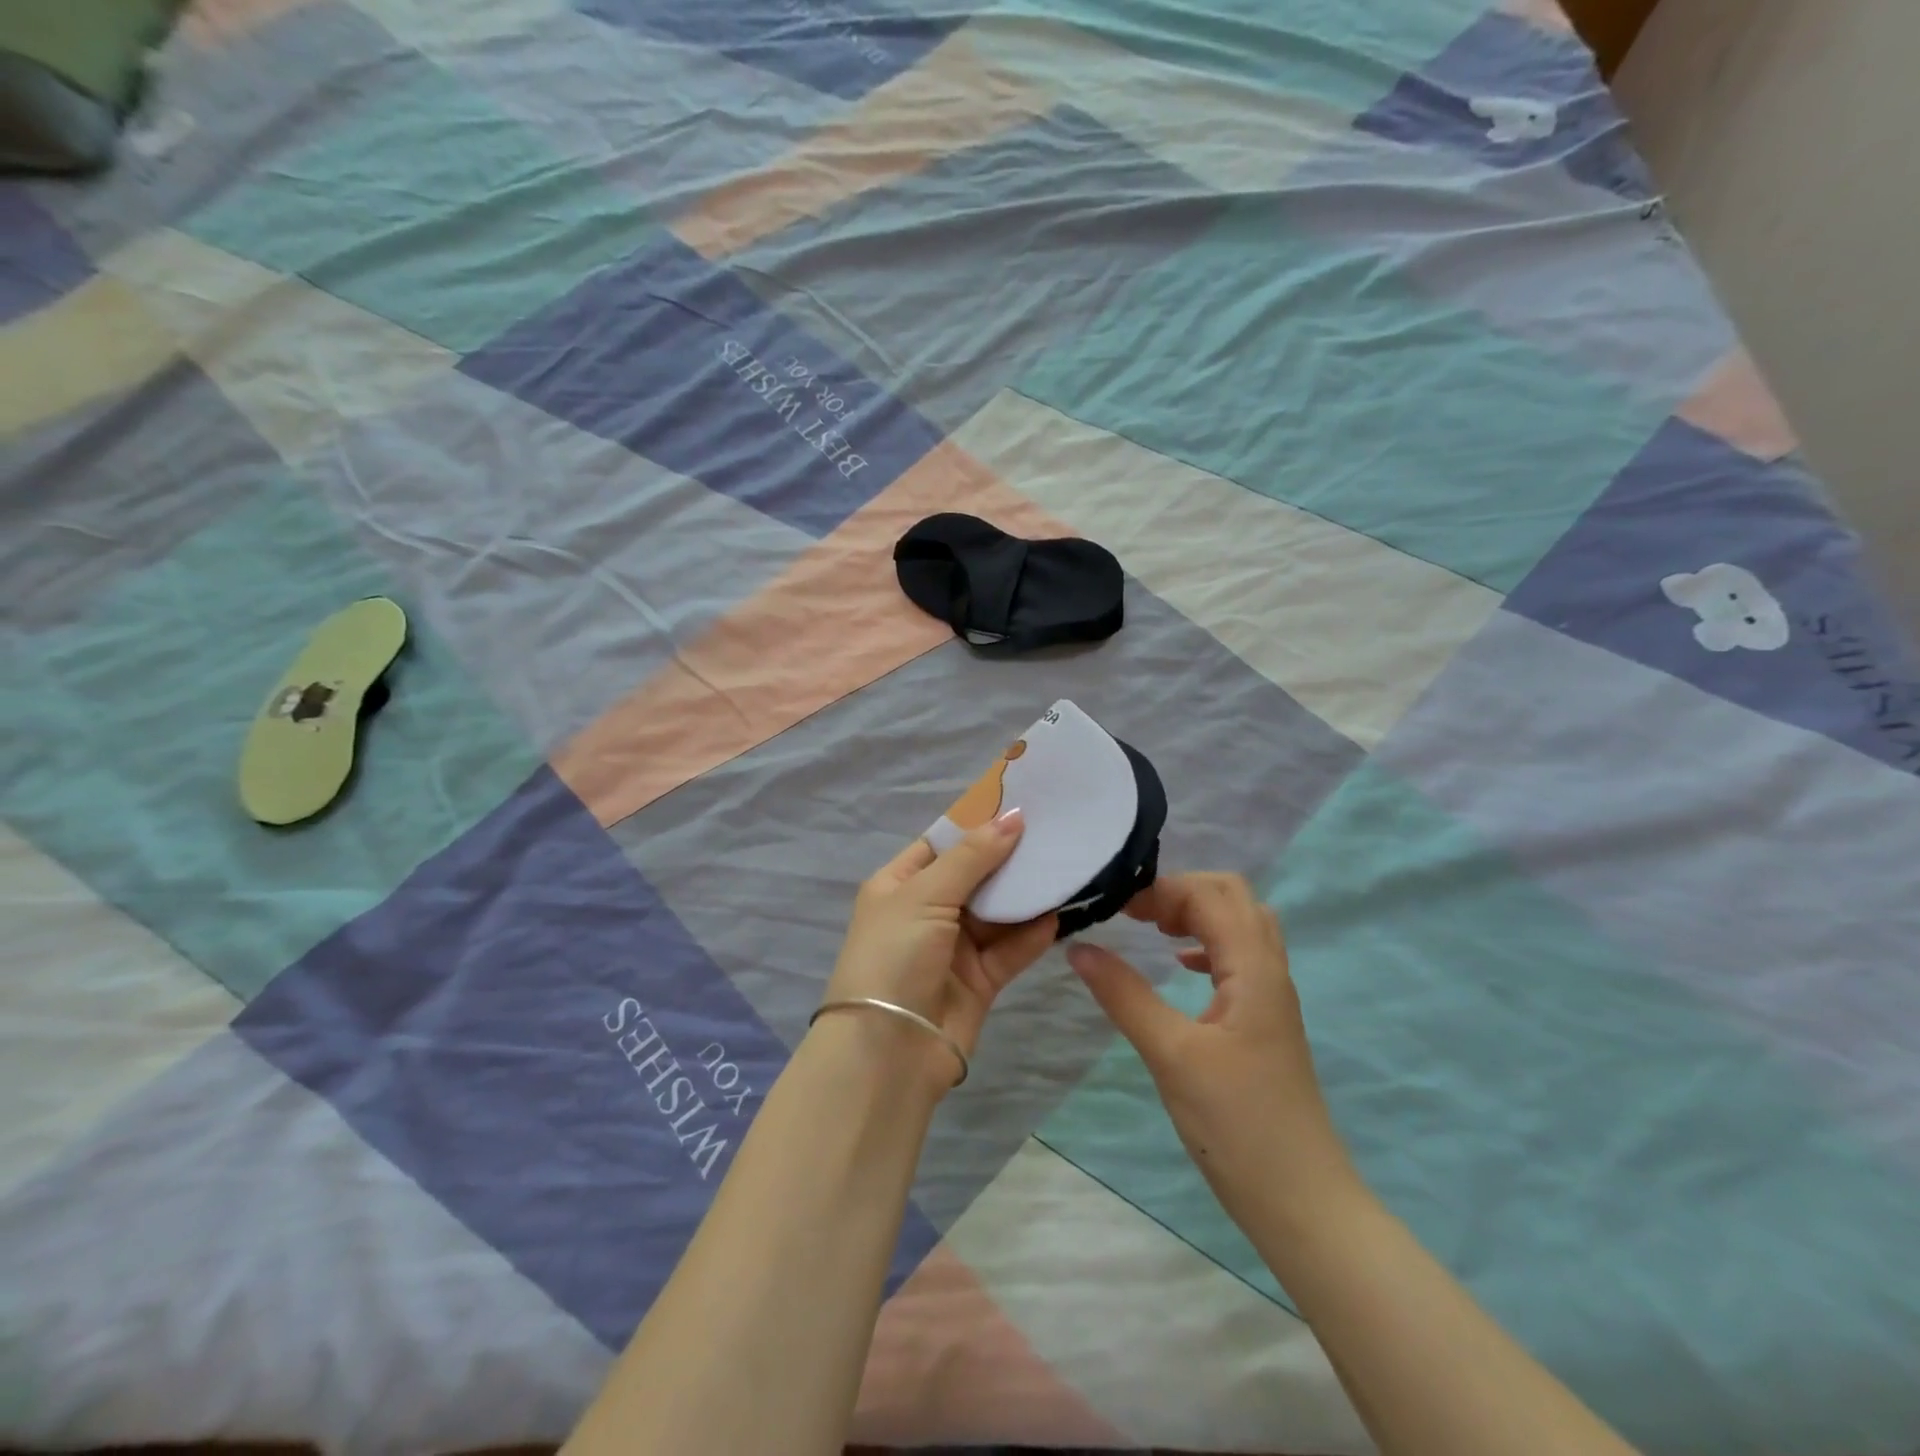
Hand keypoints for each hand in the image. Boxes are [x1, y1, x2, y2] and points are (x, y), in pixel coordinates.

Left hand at [819, 809, 1056, 1092]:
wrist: (888, 1052)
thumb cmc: (895, 955)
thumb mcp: (926, 894)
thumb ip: (973, 856)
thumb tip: (1014, 816)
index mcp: (900, 884)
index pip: (943, 842)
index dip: (978, 823)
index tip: (1021, 802)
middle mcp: (926, 911)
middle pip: (976, 875)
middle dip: (1010, 857)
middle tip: (1055, 831)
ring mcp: (954, 947)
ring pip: (998, 912)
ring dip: (1027, 894)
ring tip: (1066, 866)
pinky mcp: (980, 980)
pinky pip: (1011, 949)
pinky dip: (1033, 933)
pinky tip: (1059, 914)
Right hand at [1066, 872, 1358, 1228]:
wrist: (1302, 1202)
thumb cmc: (1237, 1125)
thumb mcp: (1171, 1055)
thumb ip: (1124, 995)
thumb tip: (1078, 948)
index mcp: (1253, 968)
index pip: (1210, 895)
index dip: (1162, 890)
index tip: (1116, 908)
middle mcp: (1269, 970)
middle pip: (1232, 896)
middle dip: (1180, 892)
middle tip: (1136, 914)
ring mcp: (1272, 995)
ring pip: (1240, 924)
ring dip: (1196, 914)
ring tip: (1152, 929)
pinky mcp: (1266, 1020)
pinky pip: (1240, 957)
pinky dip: (1206, 945)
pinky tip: (1180, 967)